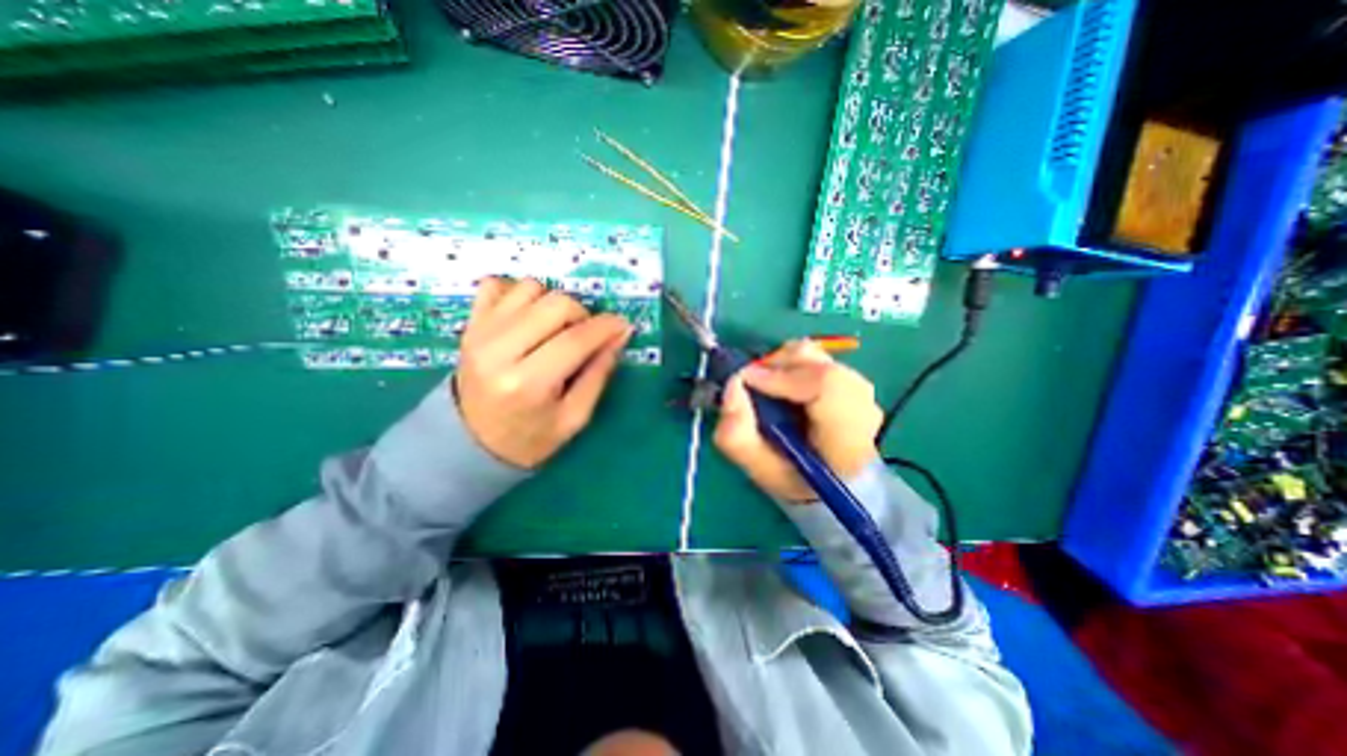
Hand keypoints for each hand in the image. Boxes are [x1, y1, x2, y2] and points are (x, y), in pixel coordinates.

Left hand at [452, 277, 630, 467]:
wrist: (469, 443)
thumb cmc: (529, 438)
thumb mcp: (574, 417)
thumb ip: (599, 373)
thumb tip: (620, 334)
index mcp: (527, 384)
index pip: (575, 339)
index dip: (606, 327)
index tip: (623, 325)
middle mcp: (498, 351)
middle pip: (555, 304)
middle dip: (582, 314)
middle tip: (586, 335)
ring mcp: (479, 332)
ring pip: (530, 287)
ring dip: (553, 303)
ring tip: (556, 328)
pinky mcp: (469, 324)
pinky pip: (496, 284)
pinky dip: (519, 293)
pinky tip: (528, 316)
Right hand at [714, 341, 886, 500]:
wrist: (832, 483)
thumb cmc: (797, 481)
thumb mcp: (760, 470)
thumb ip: (737, 435)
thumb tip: (733, 384)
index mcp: (847, 438)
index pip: (824, 385)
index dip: (780, 377)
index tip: (745, 381)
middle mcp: (863, 406)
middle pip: (816, 362)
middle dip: (776, 367)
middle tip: (753, 386)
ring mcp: (862, 390)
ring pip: (814, 355)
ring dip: (783, 366)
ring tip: (769, 389)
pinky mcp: (854, 380)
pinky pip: (816, 359)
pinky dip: (792, 367)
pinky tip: (786, 389)